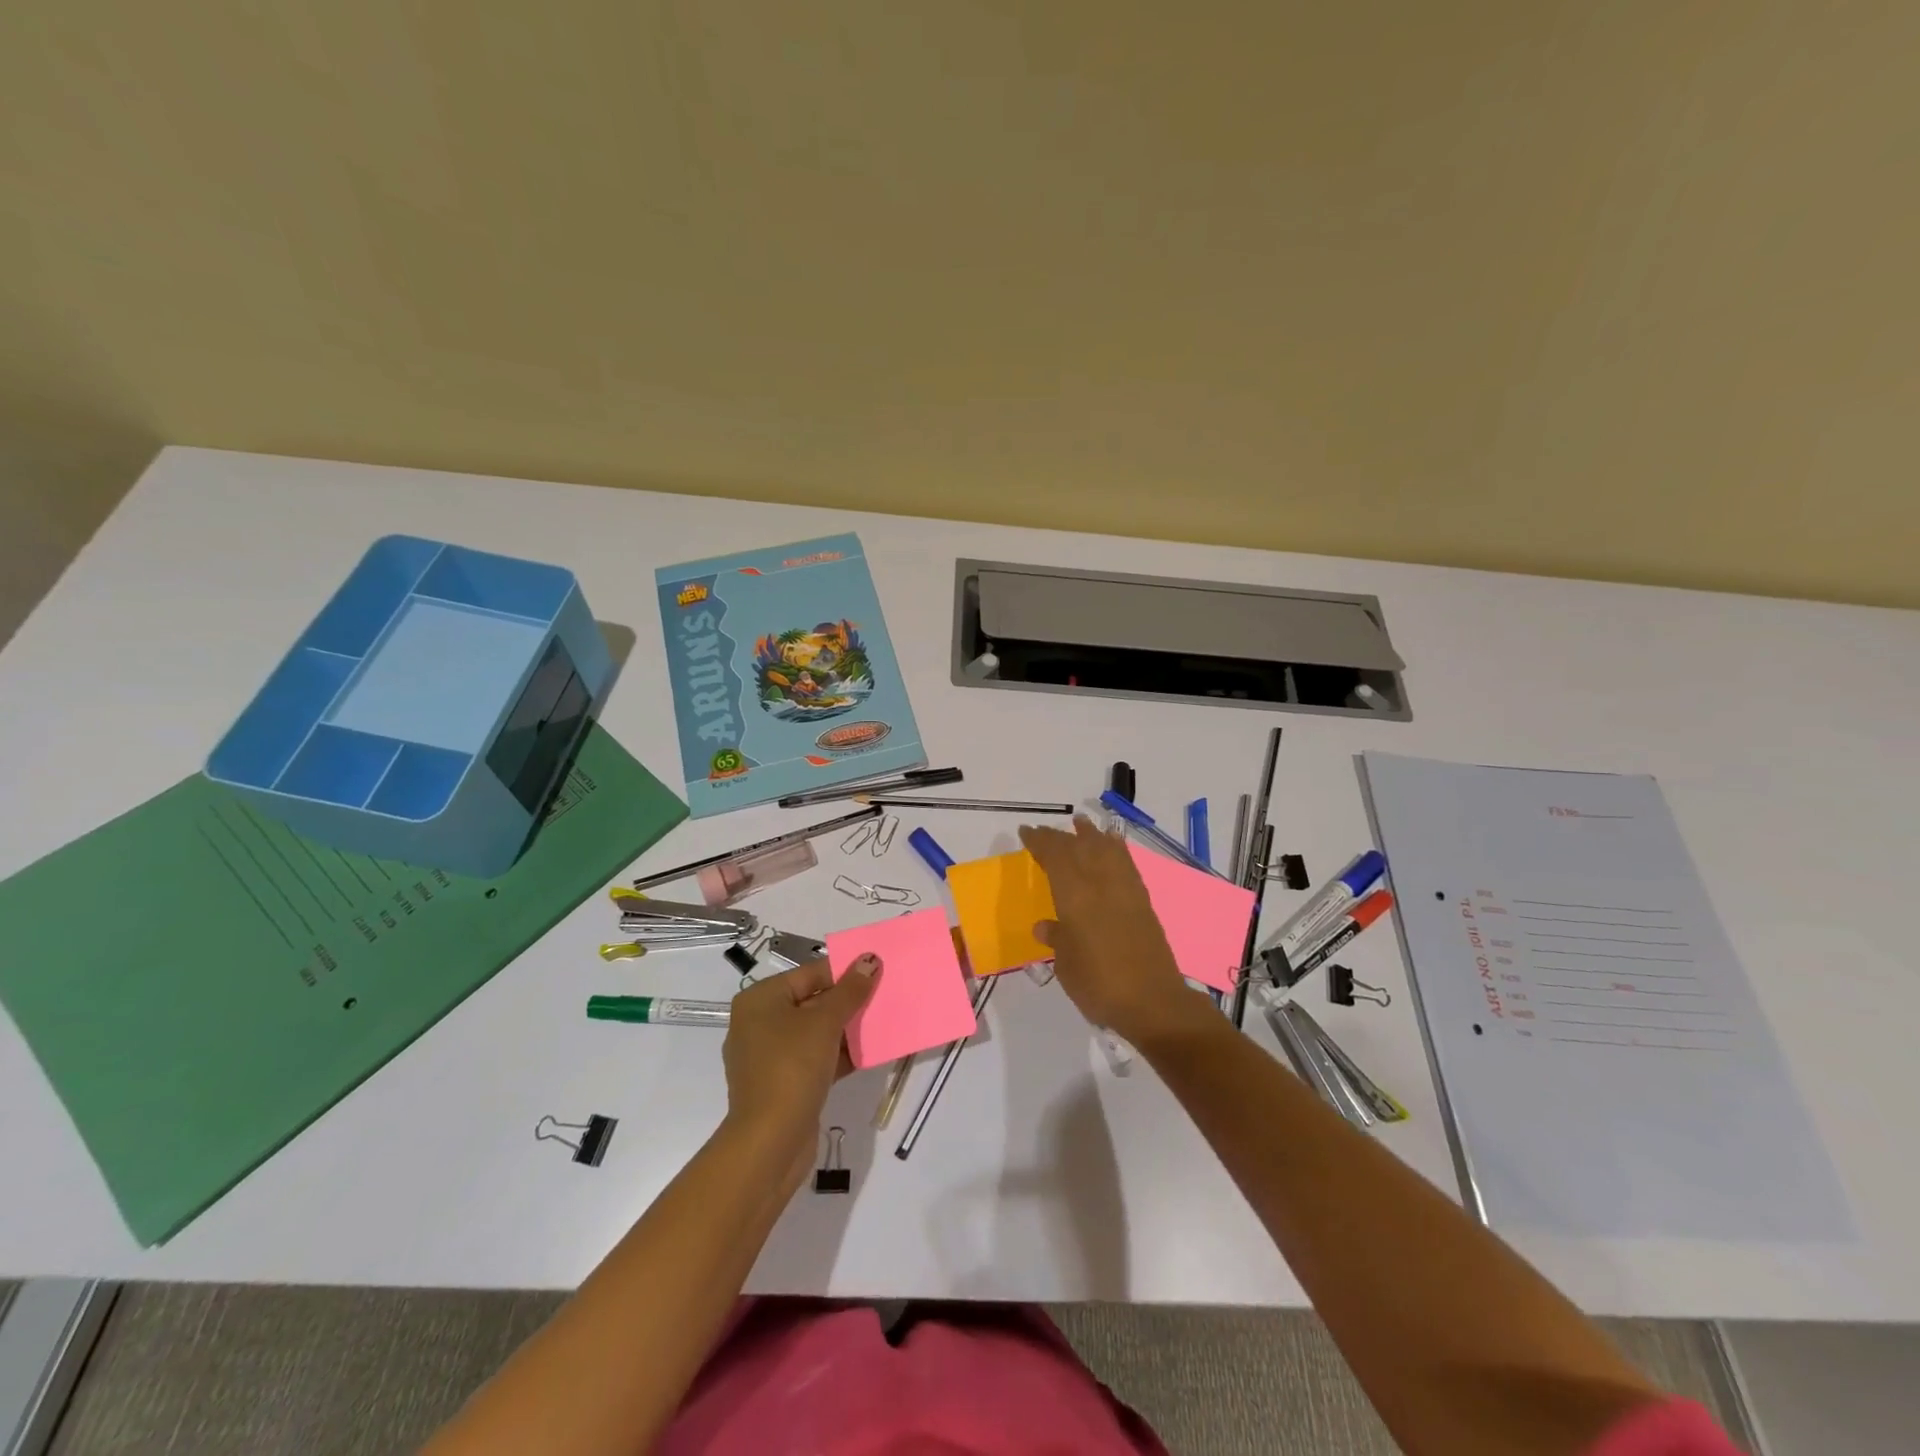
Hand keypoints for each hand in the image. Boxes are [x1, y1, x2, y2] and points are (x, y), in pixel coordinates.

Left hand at [721, 955, 880, 1174]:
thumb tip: (870, 959)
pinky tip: (870, 1053)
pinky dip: (839, 1054)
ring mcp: (769, 1057)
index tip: (877, 970)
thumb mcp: (825, 1022)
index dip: (844, 971)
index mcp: (760, 1000)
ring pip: (816, 1032)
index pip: (809, 974)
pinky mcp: (783, 1084)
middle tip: (884, 994)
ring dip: (847, 1028)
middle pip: (812, 1001)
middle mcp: (759, 1023)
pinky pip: (815, 1059)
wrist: (770, 1143)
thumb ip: (850, 990)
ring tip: (882, 1021)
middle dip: (848, 1000)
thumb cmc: (792, 1068)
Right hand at [1018, 816, 1204, 1045]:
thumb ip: (1056, 938)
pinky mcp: (1143, 900)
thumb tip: (1046, 925)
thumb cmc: (1099, 984)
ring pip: (1106, 849)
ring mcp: (1125, 889)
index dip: (1039, 841)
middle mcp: (1100, 883)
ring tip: (1081, 823)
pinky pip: (1126, 862)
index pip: (1054, 856)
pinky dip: (1116, 849)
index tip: (1026, 832)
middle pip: (1079, 847)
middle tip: (1044, 832)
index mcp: (1075, 895)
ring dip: (1091, 834)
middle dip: (1059, 836)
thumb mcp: (1066, 964)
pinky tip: (1113, 846)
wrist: (1153, 1002)